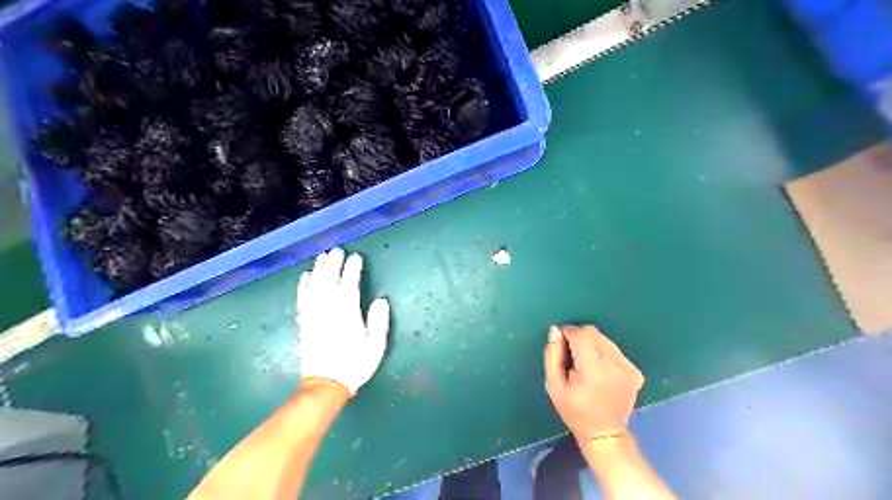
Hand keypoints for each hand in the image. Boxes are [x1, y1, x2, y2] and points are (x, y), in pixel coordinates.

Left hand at [296, 248, 389, 395]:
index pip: (349, 285)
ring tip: (322, 256)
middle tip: (338, 250)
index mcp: (347, 314)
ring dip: (318, 269)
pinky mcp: (304, 322)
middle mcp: (328, 311)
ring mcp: (313, 315)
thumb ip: (378, 322)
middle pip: (329, 281)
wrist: (326, 385)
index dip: (352, 269)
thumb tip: (381, 300)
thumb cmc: (354, 365)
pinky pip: (302, 298)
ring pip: (314, 286)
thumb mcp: (375, 346)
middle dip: (334, 263)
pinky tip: (305, 275)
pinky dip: (303, 285)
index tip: (356, 257)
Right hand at [541, 326, 644, 439]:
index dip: (567, 333)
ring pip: (605, 339)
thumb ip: (552, 355)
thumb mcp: (553, 386)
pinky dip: (604, 354)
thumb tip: (555, 330)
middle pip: (594, 333)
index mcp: (593, 369)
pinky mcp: (635, 372)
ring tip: (586, 365)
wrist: (604, 433)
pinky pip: (615, 350)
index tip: (560, 342)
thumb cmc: (574, 411)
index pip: (581, 334)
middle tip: (572, 356)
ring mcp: (628, 368)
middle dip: (579, 337)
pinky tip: (600, 371)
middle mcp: (614, 365)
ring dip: (592, 345)